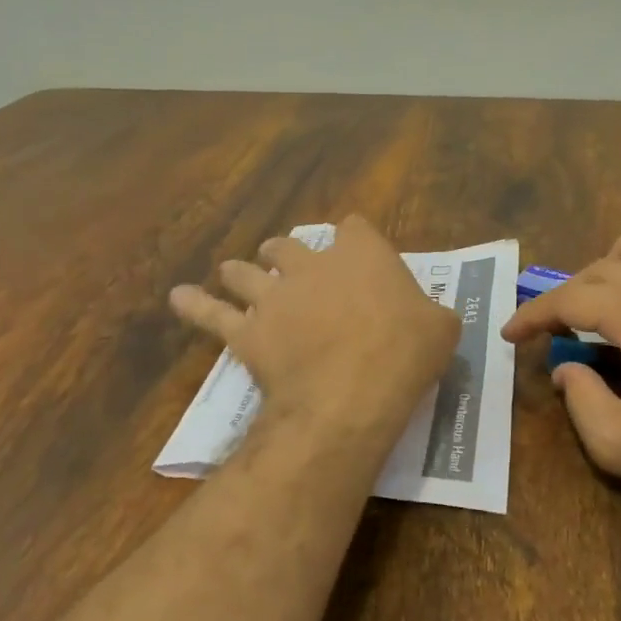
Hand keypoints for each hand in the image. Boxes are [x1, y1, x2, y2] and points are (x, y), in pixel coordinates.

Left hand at [170, 215, 459, 442]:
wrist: (351, 392)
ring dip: (240, 272)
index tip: (357, 256)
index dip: (354, 240)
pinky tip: (178, 297)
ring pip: (245, 272)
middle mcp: (311, 264)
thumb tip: (432, 318)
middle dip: (285, 254)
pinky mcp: (246, 331)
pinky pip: (211, 313)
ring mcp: (273, 296)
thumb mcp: (442, 330)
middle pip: (288, 245)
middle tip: (287, 266)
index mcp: (361, 254)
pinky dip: (194, 304)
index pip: (355, 228)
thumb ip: (433, 314)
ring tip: (235, 273)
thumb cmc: (404, 354)